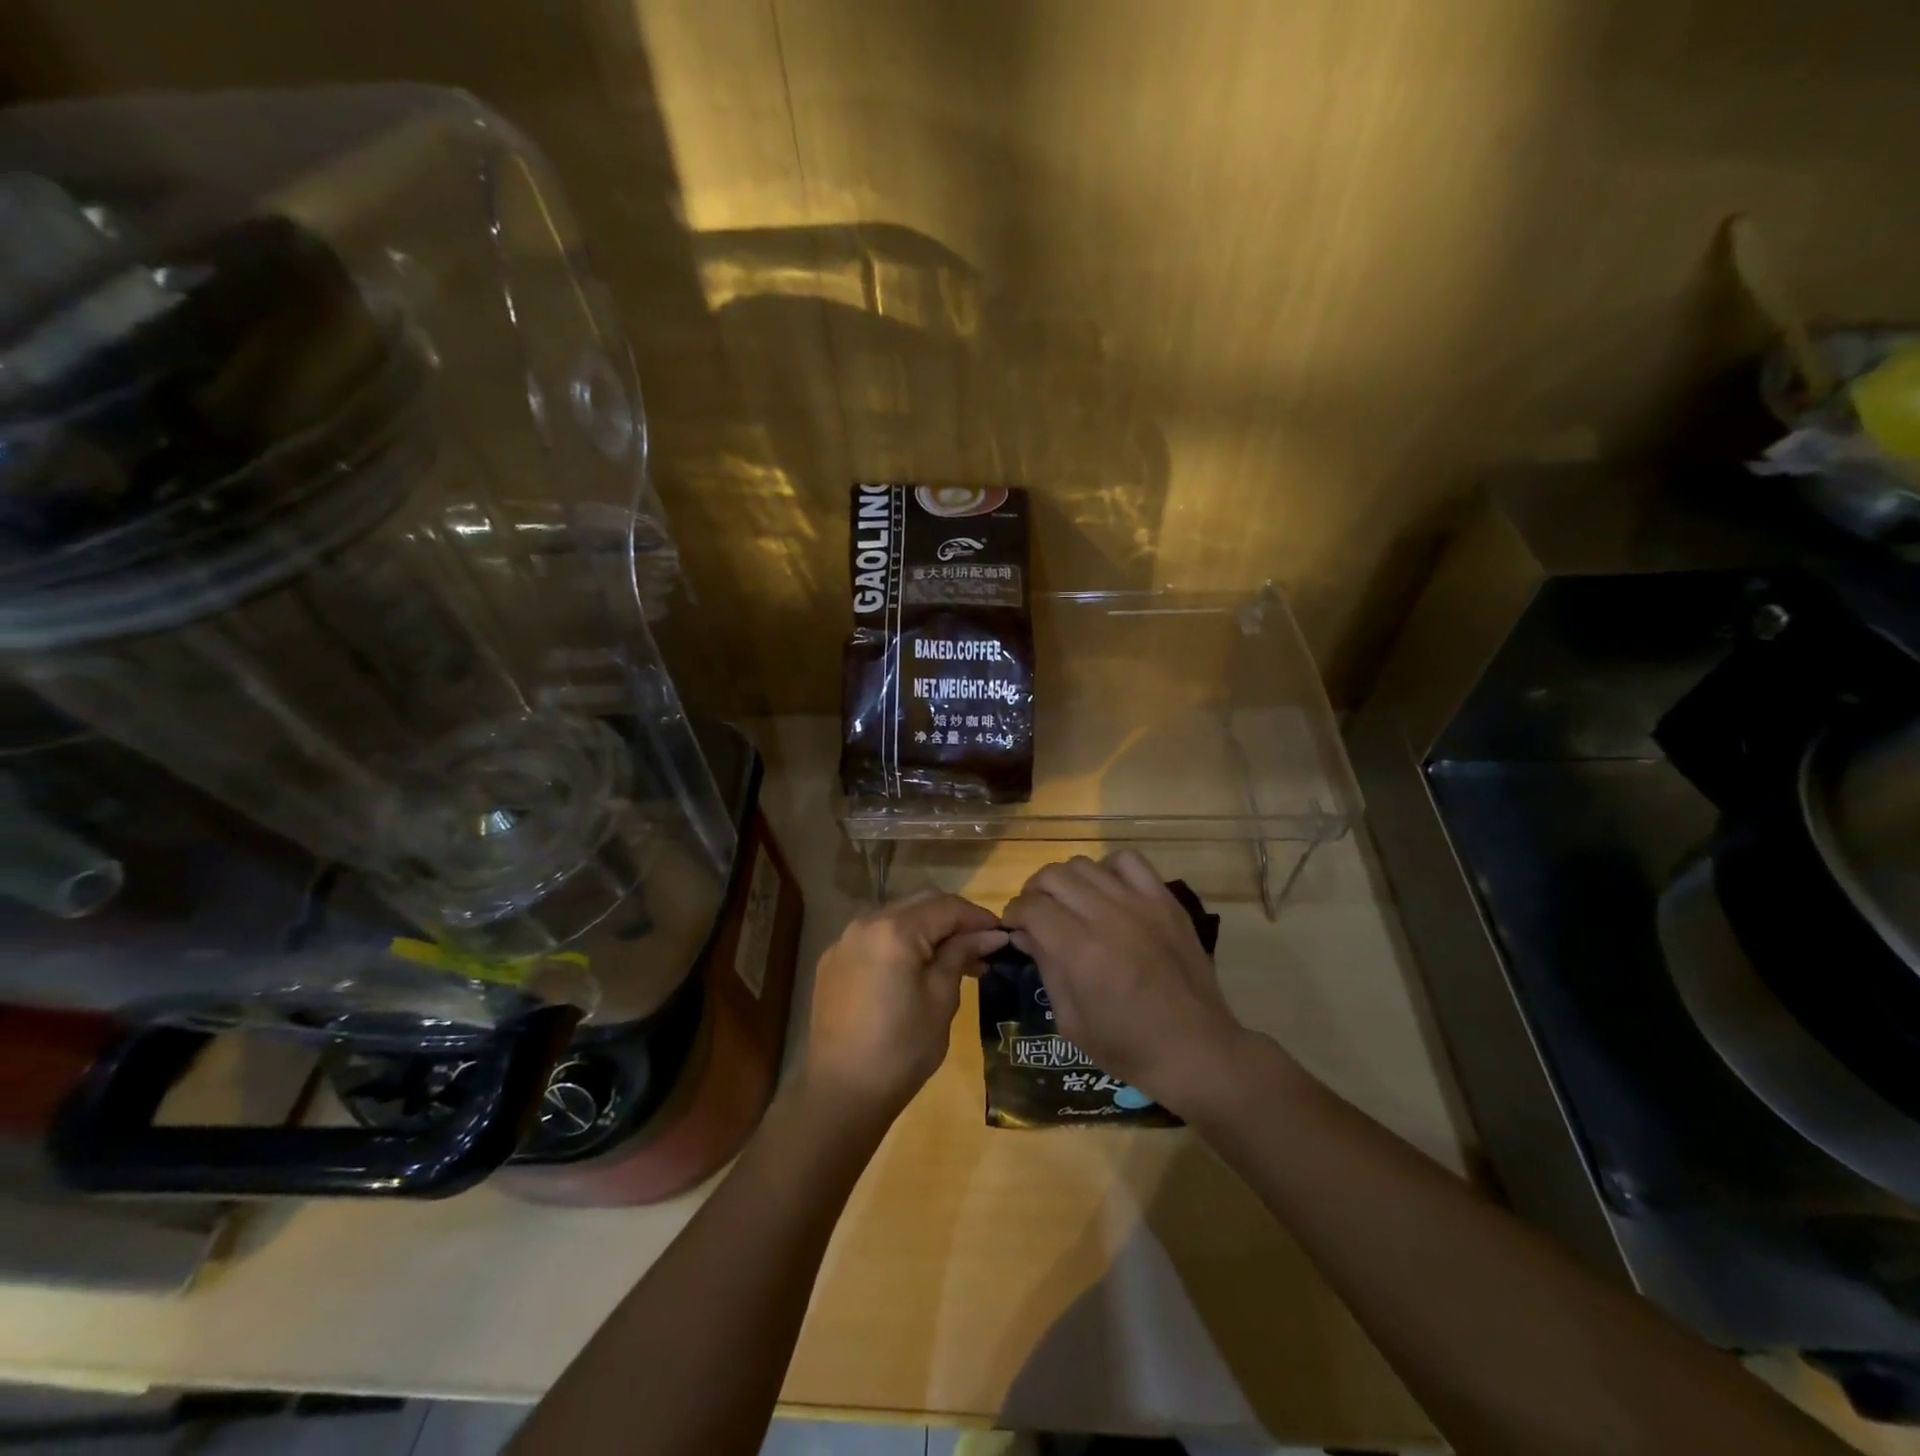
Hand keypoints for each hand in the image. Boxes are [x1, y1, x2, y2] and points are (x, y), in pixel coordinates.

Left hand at [798, 891, 1006, 1125]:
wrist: (841, 1092)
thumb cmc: (902, 1048)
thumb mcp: (942, 999)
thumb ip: (962, 955)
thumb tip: (990, 935)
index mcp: (896, 930)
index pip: (947, 906)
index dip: (978, 917)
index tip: (1002, 935)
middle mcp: (866, 923)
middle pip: (920, 903)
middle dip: (953, 919)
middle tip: (980, 945)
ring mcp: (844, 941)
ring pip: (896, 917)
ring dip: (926, 929)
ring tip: (952, 959)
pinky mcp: (833, 961)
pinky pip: (874, 937)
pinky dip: (900, 943)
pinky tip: (913, 970)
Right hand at [1002, 851, 1255, 1114]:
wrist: (1196, 1050)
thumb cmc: (1127, 1047)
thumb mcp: (1071, 1021)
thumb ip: (1046, 968)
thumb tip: (1025, 933)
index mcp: (1080, 951)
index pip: (1032, 907)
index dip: (1014, 914)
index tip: (1014, 927)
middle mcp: (1107, 917)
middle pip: (1053, 876)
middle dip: (1034, 892)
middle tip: (1037, 914)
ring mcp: (1140, 904)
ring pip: (1085, 864)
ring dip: (1066, 880)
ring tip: (1069, 902)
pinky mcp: (1165, 900)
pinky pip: (1129, 861)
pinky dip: (1108, 868)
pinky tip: (1107, 891)